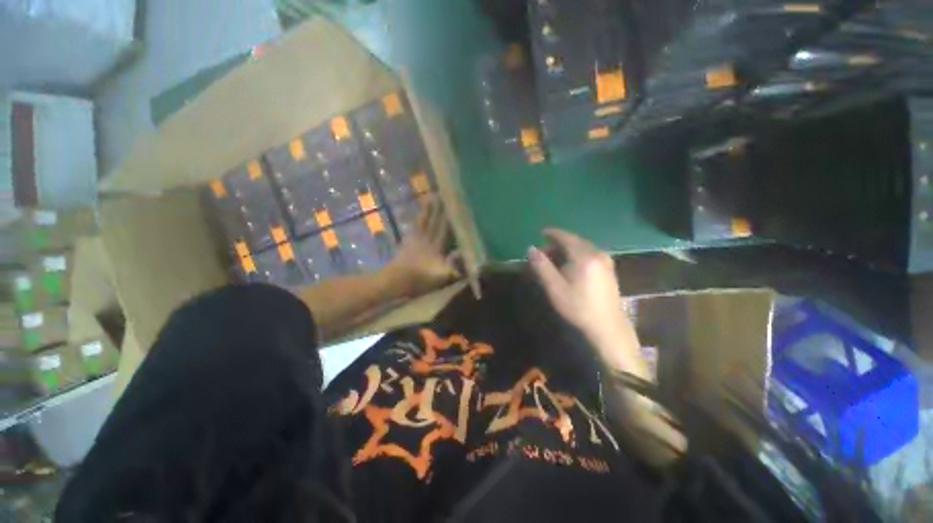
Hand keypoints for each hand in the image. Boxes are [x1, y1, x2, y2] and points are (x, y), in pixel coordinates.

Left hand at [388, 198, 458, 296]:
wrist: (395, 281)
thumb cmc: (420, 281)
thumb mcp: (440, 277)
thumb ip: (452, 266)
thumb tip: (461, 252)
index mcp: (436, 247)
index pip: (444, 229)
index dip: (448, 217)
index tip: (453, 204)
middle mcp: (427, 240)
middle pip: (434, 222)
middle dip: (439, 209)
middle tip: (443, 193)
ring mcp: (416, 241)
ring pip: (424, 221)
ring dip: (428, 210)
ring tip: (431, 196)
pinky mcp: (407, 243)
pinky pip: (415, 228)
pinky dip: (418, 220)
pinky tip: (419, 216)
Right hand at [528, 229, 648, 379]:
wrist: (608, 327)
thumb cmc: (578, 307)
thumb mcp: (555, 287)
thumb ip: (542, 266)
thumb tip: (531, 249)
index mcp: (584, 256)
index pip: (566, 237)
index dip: (553, 233)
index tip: (541, 232)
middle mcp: (597, 254)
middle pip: (575, 241)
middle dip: (558, 243)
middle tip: (544, 251)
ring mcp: (606, 262)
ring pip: (583, 248)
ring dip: (568, 250)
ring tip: (555, 259)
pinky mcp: (609, 270)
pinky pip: (590, 255)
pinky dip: (577, 255)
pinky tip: (571, 266)